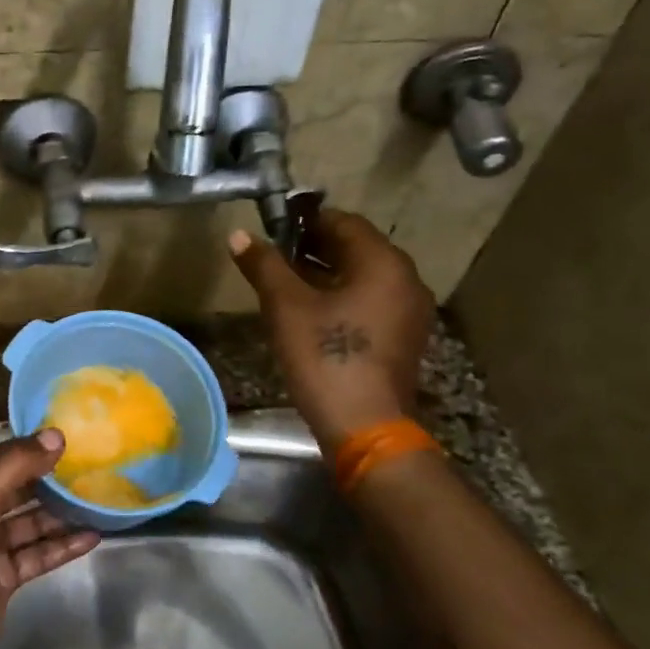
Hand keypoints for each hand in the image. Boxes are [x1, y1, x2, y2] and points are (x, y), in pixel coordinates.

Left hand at [0, 431, 100, 648]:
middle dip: (47, 481)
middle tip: (90, 467)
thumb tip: (56, 434)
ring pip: (28, 524)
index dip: (27, 448)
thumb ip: (16, 466)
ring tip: (98, 499)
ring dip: (59, 514)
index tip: (67, 439)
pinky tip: (92, 537)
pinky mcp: (1, 579)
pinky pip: (35, 556)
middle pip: (13, 490)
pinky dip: (60, 547)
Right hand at [227, 209, 433, 454]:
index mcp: (383, 263)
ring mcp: (410, 312)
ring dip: (327, 274)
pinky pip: (371, 303)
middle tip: (276, 258)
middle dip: (315, 248)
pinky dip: (343, 298)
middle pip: (357, 249)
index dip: (306, 221)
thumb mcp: (286, 307)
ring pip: (364, 278)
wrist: (364, 426)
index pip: (344, 222)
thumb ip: (264, 265)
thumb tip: (239, 235)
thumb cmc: (325, 357)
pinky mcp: (404, 339)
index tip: (274, 230)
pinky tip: (313, 315)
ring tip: (287, 285)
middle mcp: (406, 280)